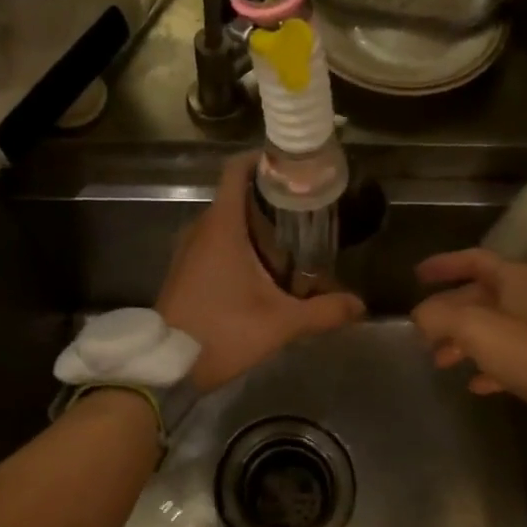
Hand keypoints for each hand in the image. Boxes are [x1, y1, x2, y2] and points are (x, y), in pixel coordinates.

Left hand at [157, 154, 365, 391]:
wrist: (166, 367)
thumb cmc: (222, 333)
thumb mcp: (280, 324)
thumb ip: (323, 311)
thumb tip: (360, 305)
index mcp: (222, 227)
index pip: (236, 170)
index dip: (262, 159)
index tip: (293, 165)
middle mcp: (202, 229)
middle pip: (237, 195)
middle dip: (271, 198)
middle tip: (308, 208)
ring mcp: (189, 249)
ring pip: (226, 221)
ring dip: (256, 224)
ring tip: (294, 238)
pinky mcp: (186, 269)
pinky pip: (216, 242)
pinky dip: (240, 243)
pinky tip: (265, 268)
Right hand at [410, 249, 526, 410]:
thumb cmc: (526, 349)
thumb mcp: (473, 327)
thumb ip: (439, 315)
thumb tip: (420, 316)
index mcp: (514, 279)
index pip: (473, 260)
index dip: (443, 265)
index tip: (417, 276)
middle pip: (479, 297)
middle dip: (447, 313)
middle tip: (421, 330)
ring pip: (490, 328)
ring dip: (461, 342)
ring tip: (439, 361)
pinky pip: (508, 357)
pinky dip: (487, 365)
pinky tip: (473, 384)